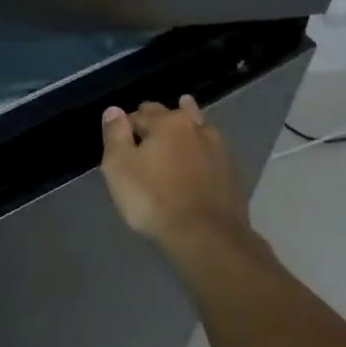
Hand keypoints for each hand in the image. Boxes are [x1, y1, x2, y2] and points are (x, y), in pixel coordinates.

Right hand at [100, 95, 248, 250]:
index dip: (127, 125)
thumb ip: (115, 134)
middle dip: (158, 120)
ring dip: (188, 125)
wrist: (206, 237)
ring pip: (198, 129)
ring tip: (184, 118)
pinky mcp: (232, 173)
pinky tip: (202, 155)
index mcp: (167, 122)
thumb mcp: (119, 167)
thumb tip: (114, 110)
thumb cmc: (154, 199)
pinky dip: (203, 150)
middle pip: (172, 116)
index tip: (121, 140)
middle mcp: (196, 127)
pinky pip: (211, 152)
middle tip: (147, 133)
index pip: (140, 114)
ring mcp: (219, 150)